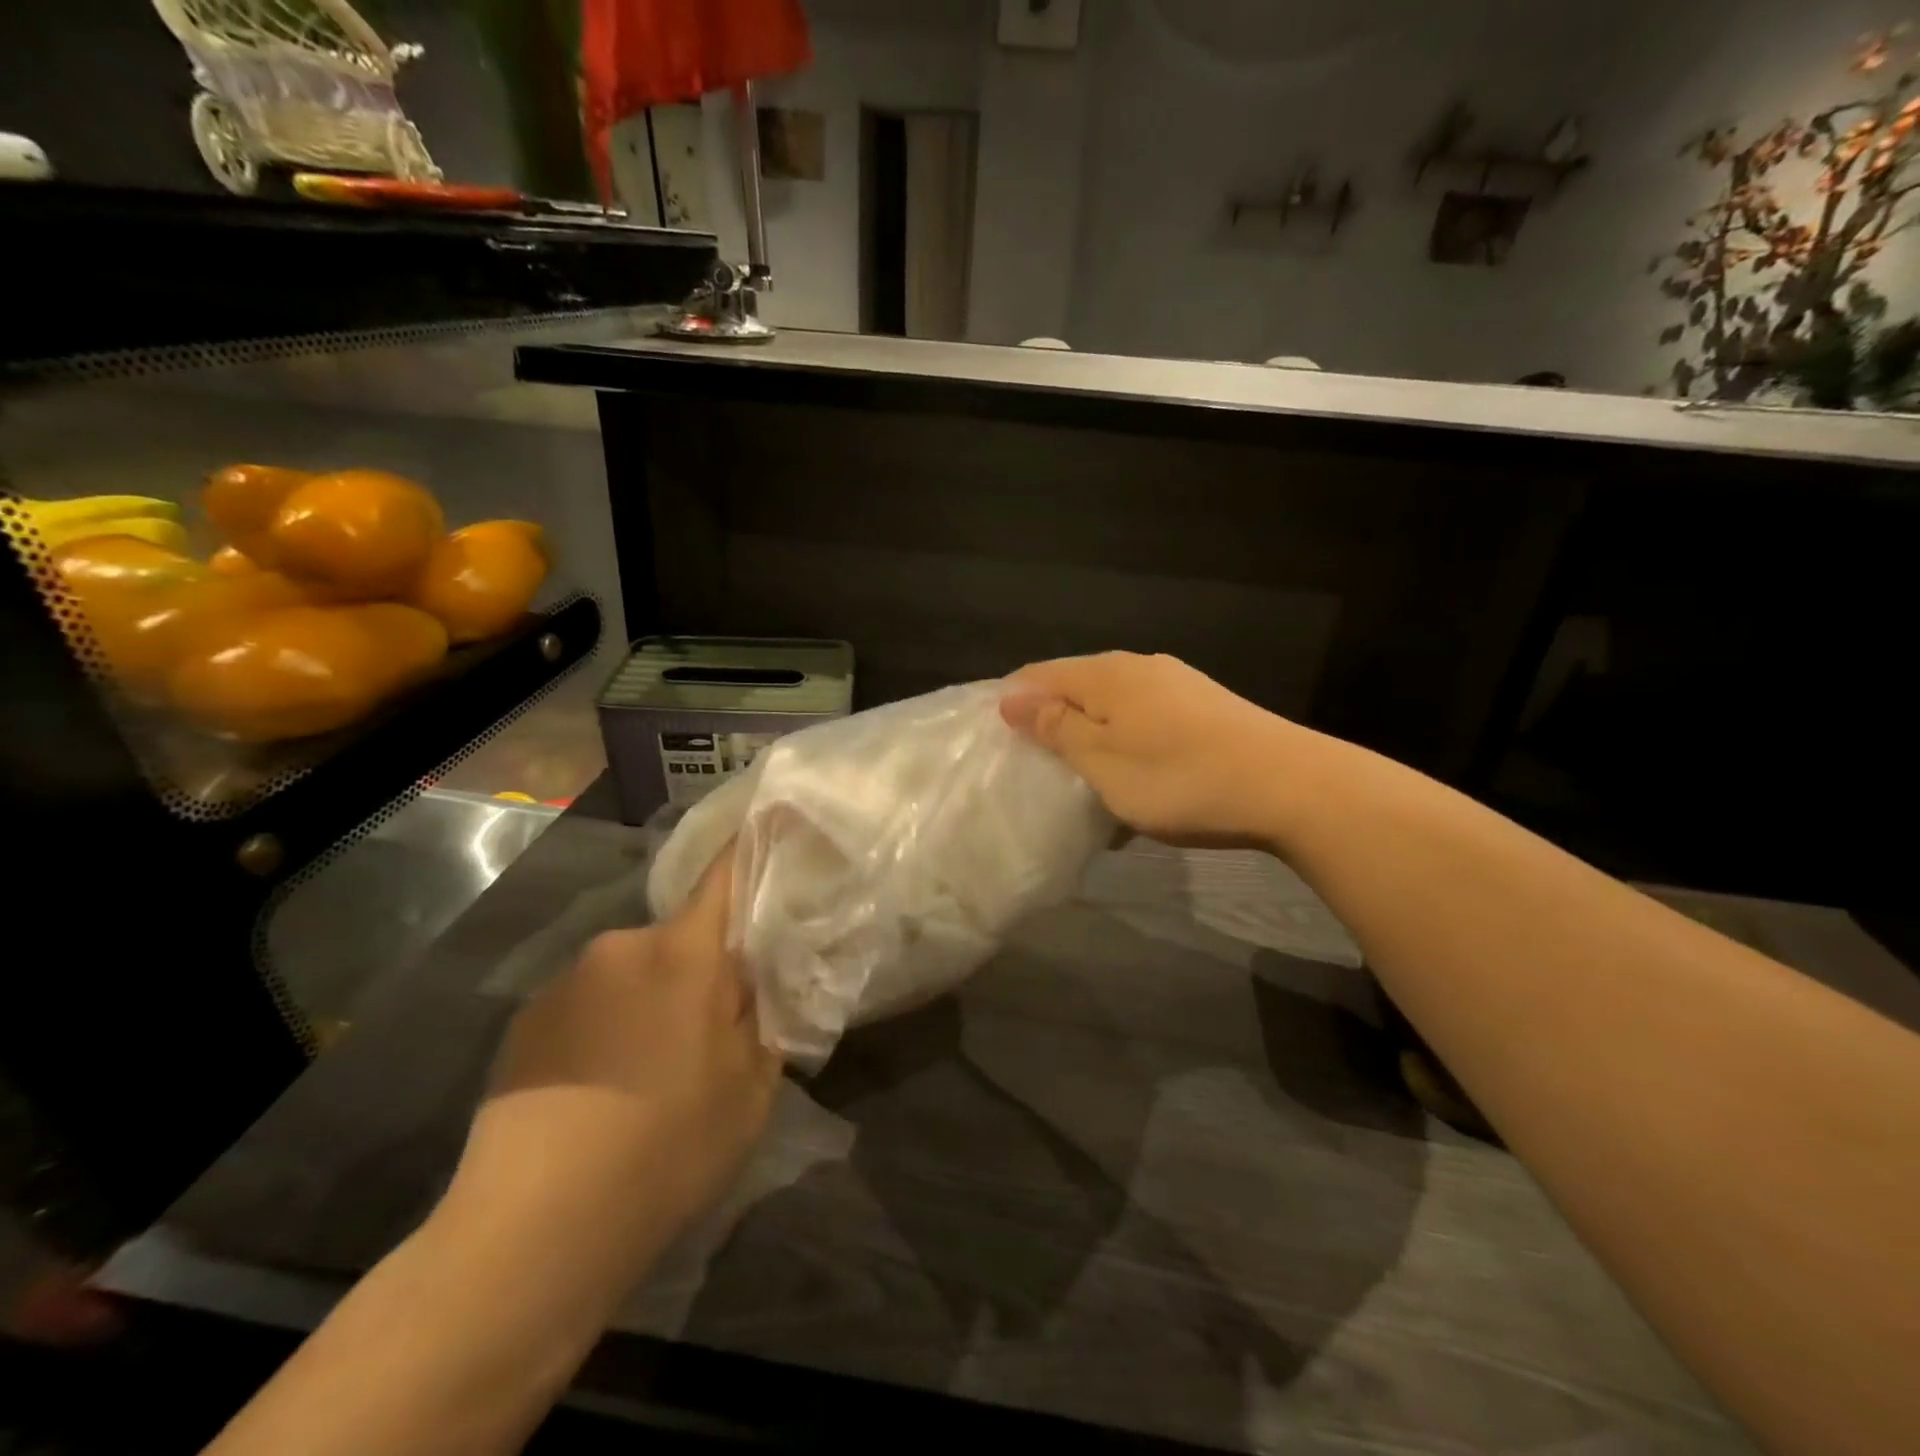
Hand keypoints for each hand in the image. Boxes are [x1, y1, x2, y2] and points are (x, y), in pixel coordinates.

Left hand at [445, 849, 779, 1285]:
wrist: (532, 1230)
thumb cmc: (668, 1148)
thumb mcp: (751, 1089)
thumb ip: (762, 1019)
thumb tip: (756, 982)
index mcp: (686, 953)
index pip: (726, 872)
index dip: (753, 845)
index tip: (775, 825)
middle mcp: (622, 946)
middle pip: (680, 936)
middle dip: (701, 967)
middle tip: (711, 1030)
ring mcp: (566, 981)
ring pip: (632, 972)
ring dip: (650, 1001)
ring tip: (649, 1072)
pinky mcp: (525, 1020)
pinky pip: (588, 1003)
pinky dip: (606, 1026)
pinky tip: (599, 1090)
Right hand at [1001, 652, 1301, 849]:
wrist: (1291, 787)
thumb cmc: (1180, 778)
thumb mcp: (1102, 761)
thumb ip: (1055, 727)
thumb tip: (1011, 697)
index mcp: (1105, 674)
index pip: (1038, 674)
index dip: (1011, 704)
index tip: (998, 745)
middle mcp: (1139, 667)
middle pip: (1076, 687)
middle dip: (1051, 724)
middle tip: (1037, 769)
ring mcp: (1176, 685)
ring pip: (1113, 707)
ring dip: (1091, 740)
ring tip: (1084, 781)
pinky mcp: (1205, 707)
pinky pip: (1146, 721)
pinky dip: (1128, 747)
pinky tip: (1136, 779)